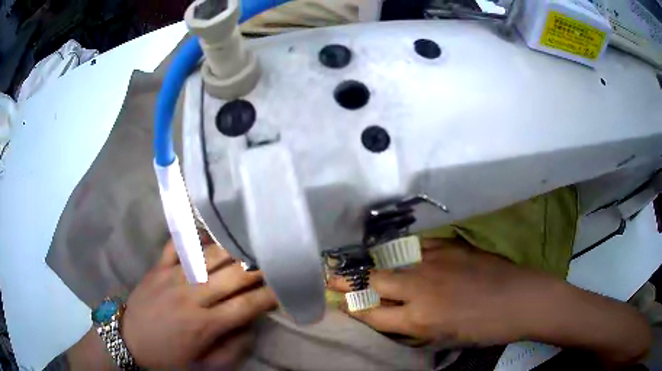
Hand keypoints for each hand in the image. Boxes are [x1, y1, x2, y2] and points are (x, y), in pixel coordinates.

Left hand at [121, 241, 276, 368]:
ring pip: (210, 256)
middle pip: (233, 275)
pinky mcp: (158, 266)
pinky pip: (178, 244)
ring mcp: (173, 277)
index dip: (269, 296)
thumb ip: (233, 349)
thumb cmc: (168, 357)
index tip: (283, 290)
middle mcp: (192, 296)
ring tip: (249, 247)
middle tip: (272, 263)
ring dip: (233, 250)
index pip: (246, 306)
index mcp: (205, 324)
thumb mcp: (204, 365)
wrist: (129, 341)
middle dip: (258, 268)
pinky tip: (209, 235)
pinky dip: (195, 236)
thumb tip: (251, 326)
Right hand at [328, 239, 533, 345]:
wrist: (519, 299)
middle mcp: (420, 288)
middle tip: (331, 276)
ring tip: (359, 263)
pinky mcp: (448, 246)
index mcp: (420, 319)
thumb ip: (414, 326)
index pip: (372, 313)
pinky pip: (416, 247)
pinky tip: (400, 254)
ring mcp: (434, 262)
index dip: (352, 308)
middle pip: (374, 281)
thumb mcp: (444, 338)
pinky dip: (404, 252)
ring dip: (373, 264)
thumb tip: (392, 314)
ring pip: (391, 260)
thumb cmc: (483, 329)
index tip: (339, 302)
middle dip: (348, 281)